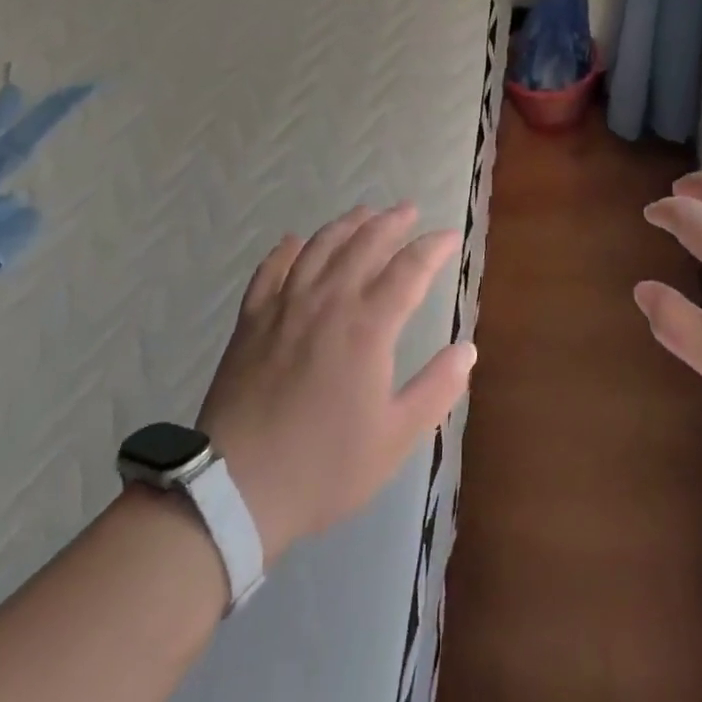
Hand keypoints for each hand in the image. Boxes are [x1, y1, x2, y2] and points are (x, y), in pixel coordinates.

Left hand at [197, 203, 474, 560]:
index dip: (434, 247)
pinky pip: (271, 270)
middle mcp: (328, 301)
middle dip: (392, 221)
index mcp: (368, 326)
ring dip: (346, 224)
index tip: (450, 237)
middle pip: (364, 243)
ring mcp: (285, 306)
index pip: (410, 268)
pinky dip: (286, 250)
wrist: (234, 490)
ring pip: (320, 246)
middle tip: (409, 210)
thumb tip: (468, 349)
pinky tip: (294, 241)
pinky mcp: (252, 320)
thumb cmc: (323, 466)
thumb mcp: (394, 438)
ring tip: (364, 212)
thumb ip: (437, 389)